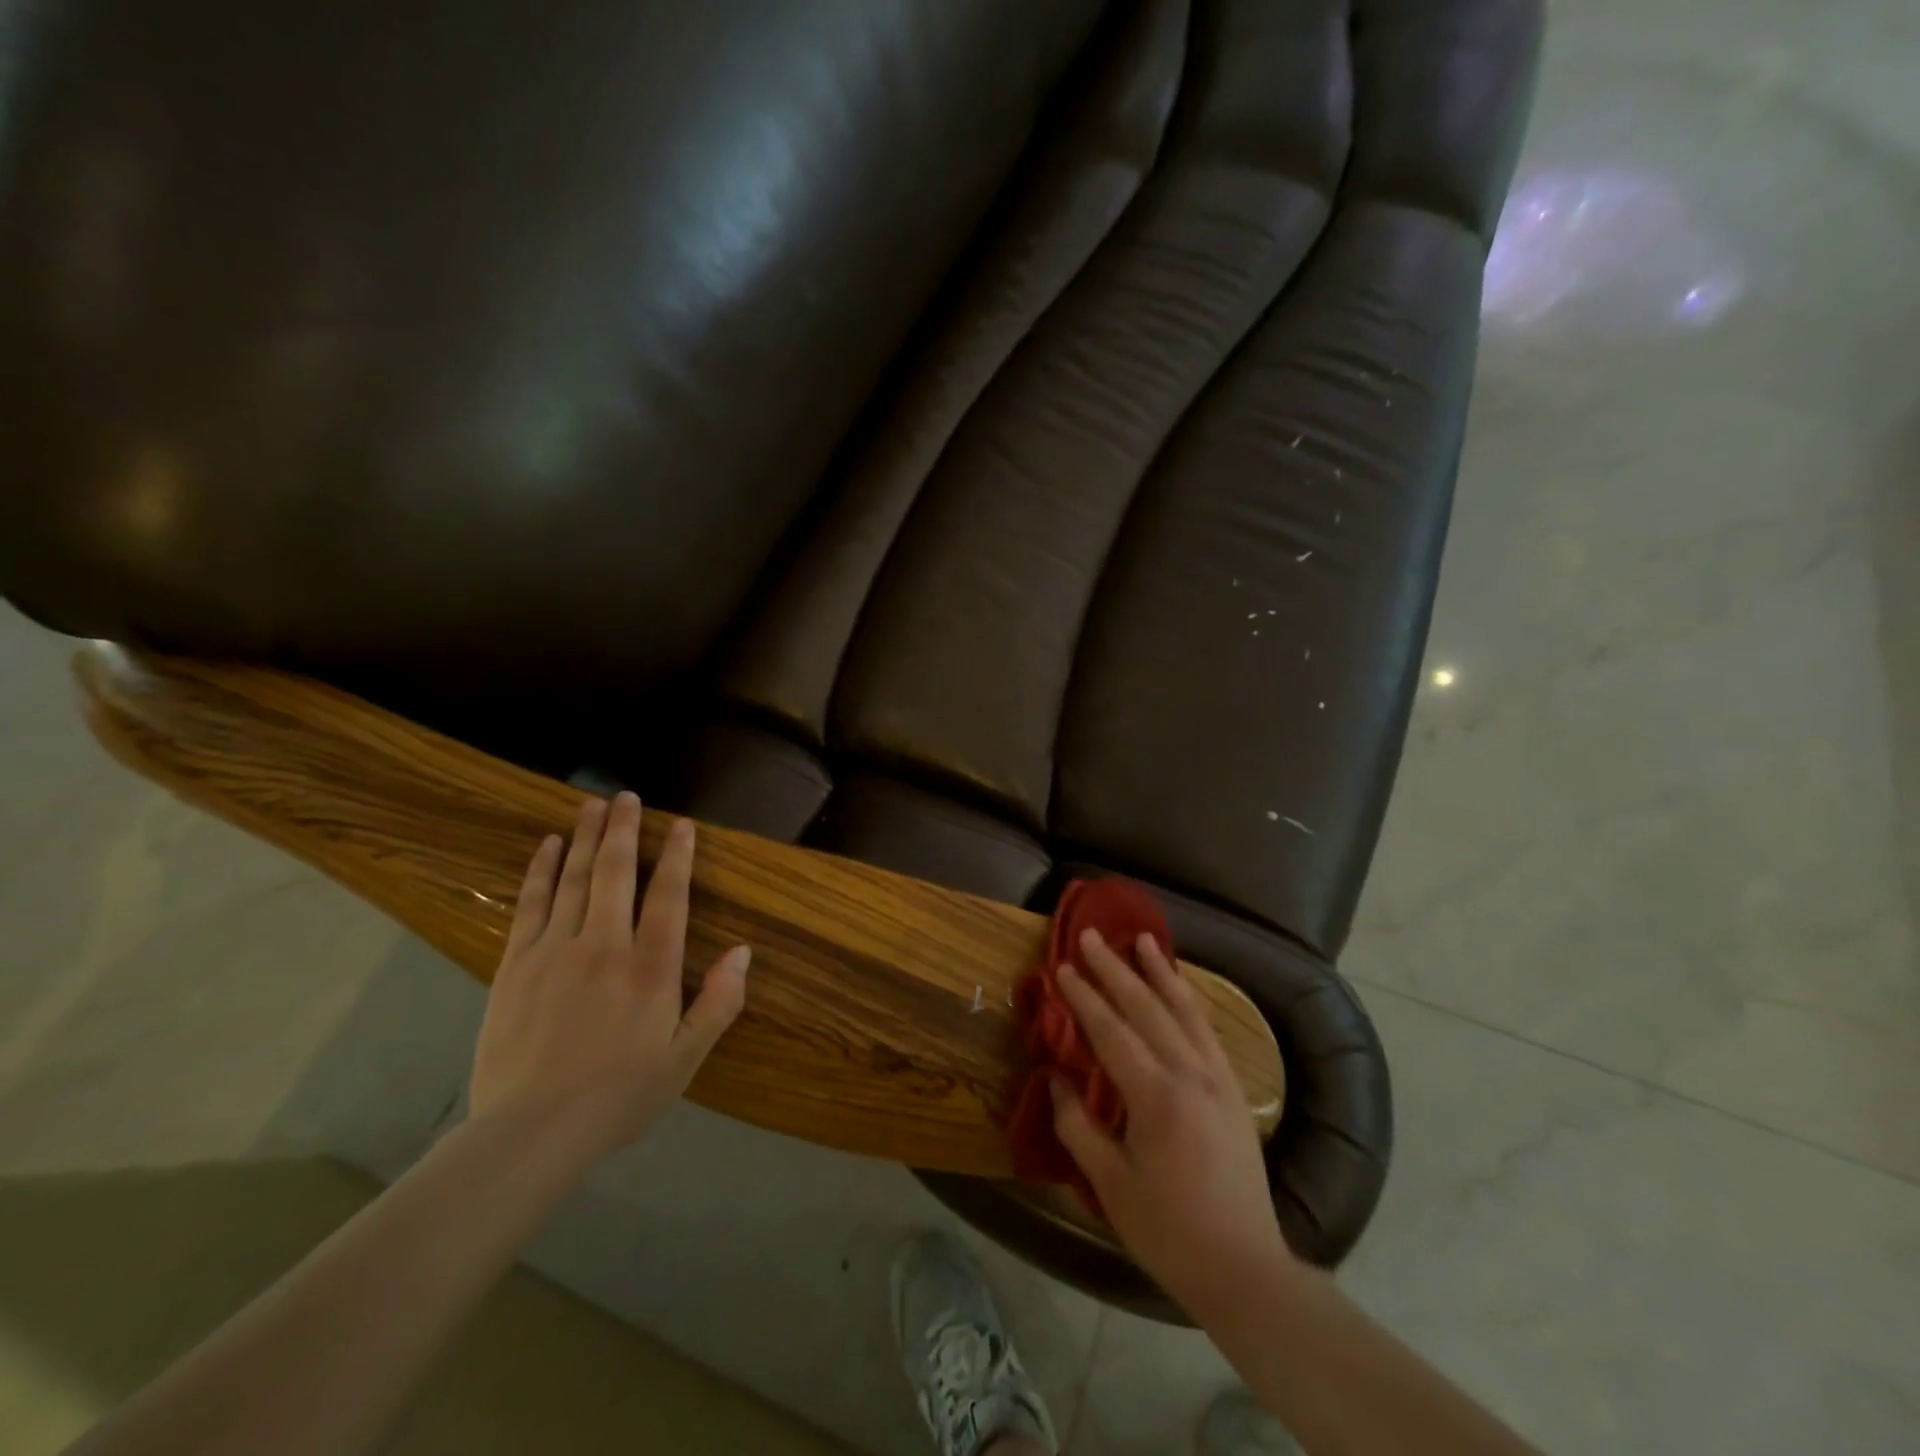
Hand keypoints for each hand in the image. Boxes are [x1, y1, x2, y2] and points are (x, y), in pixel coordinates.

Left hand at [469, 791, 749, 1159]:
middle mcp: (605, 945)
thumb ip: (718, 1003)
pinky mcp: (515, 964)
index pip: (670, 897)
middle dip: (625, 830)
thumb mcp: (685, 1059)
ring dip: (587, 837)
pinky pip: (531, 904)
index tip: (681, 825)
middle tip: (627, 796)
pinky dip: (542, 871)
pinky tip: (549, 847)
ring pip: (576, 879)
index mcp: (652, 967)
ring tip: (593, 804)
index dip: (678, 857)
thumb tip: (743, 952)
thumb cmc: (619, 1096)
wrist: (530, 1133)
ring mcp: (556, 950)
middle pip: (617, 873)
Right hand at [1049, 929, 1292, 1315]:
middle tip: (1091, 936)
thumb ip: (1077, 1125)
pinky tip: (1178, 988)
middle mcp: (1189, 1074)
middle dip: (1115, 969)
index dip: (1083, 997)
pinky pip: (1207, 1030)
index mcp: (1155, 1096)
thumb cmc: (1168, 1230)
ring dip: (1160, 972)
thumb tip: (1053, 1078)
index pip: (1111, 1031)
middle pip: (1147, 1008)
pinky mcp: (1233, 1090)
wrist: (1245, 1268)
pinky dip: (1189, 1001)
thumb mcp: (1110, 1184)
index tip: (1062, 967)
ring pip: (1184, 1010)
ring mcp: (1217, 1078)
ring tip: (1143, 939)